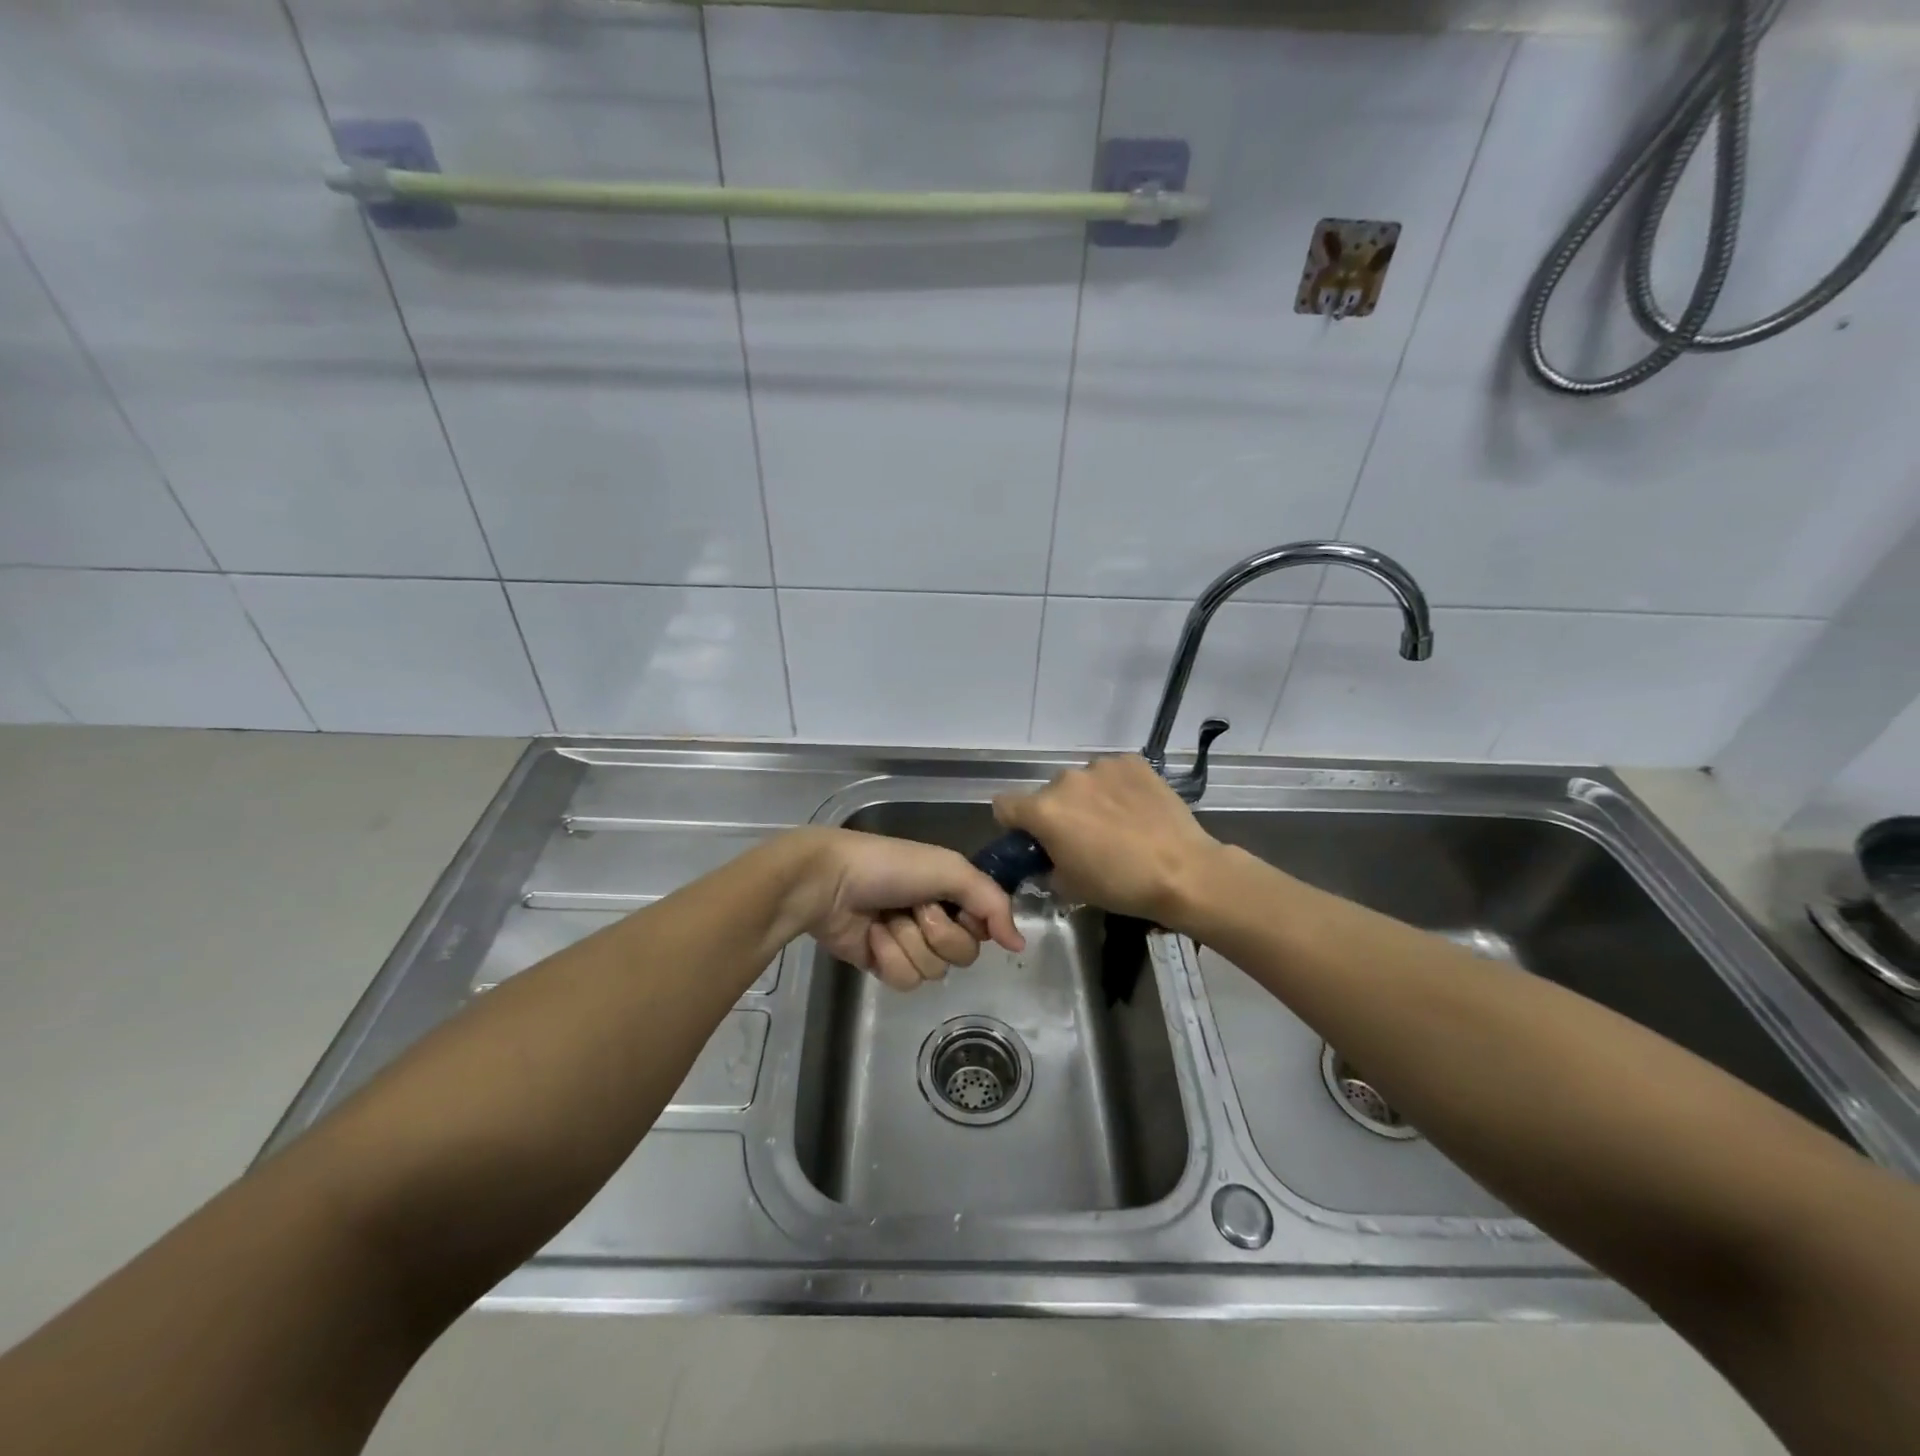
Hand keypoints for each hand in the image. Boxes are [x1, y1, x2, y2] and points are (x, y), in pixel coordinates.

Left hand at [788, 828, 1024, 991]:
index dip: (974, 922)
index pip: (985, 926)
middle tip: (914, 909)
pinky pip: (905, 981)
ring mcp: (908, 944)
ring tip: (886, 919)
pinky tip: (872, 936)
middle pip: (964, 954)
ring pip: (934, 971)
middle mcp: (935, 918)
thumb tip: (1020, 944)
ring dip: (909, 943)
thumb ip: (992, 902)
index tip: (956, 907)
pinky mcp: (883, 965)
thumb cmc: (889, 867)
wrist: (828, 882)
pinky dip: (889, 957)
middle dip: (938, 932)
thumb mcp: (950, 869)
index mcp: (952, 892)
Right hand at [992, 755, 1223, 927]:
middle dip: (1058, 813)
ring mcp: (1101, 767)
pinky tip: (1136, 810)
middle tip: (1082, 838)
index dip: (1014, 824)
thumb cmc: (1120, 885)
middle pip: (1048, 794)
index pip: (1004, 805)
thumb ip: (1047, 865)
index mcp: (1043, 811)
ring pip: (1081, 782)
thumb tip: (1049, 857)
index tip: (1033, 840)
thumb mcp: (1069, 886)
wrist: (1183, 871)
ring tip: (1116, 824)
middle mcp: (1066, 780)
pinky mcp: (1132, 762)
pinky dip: (1116, 788)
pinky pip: (1112, 773)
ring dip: (1088, 798)